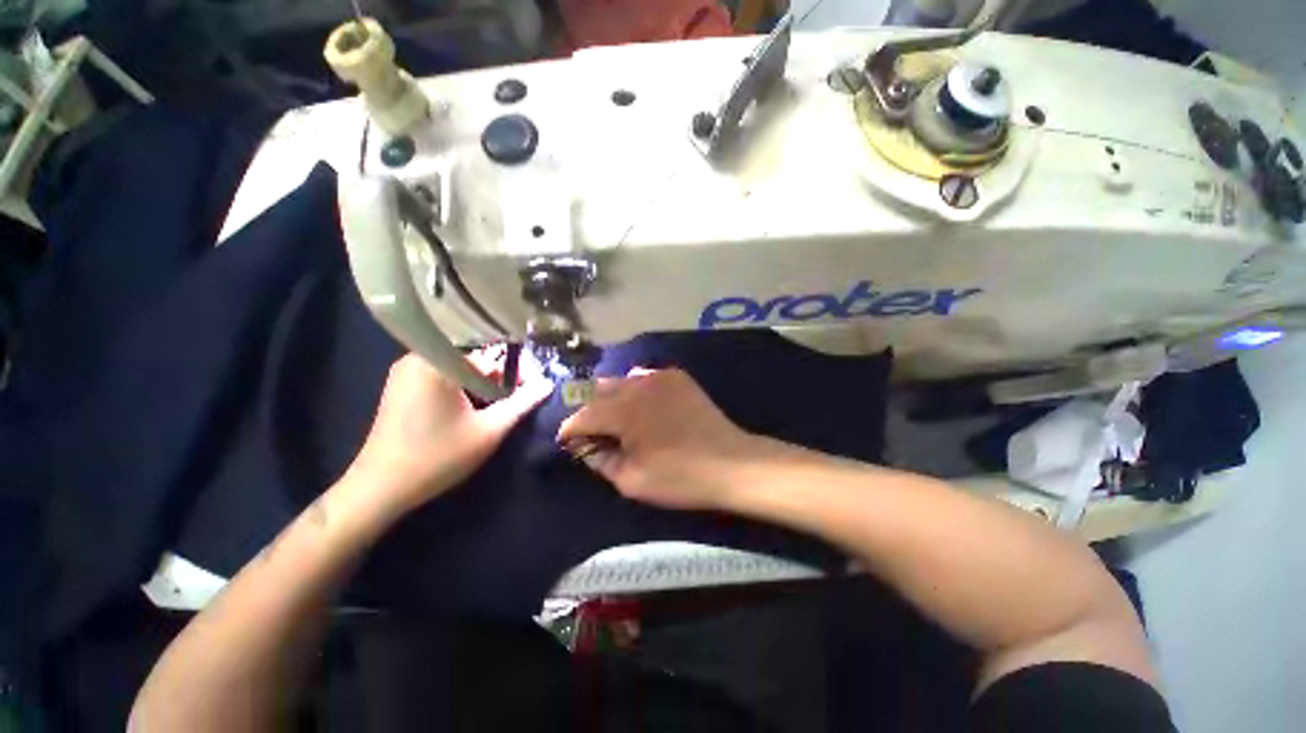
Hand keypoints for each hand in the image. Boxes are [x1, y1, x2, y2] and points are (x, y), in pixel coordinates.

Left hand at [346, 348, 552, 516]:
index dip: (517, 372)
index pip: (492, 355)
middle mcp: (420, 357)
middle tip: (514, 402)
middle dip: (499, 378)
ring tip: (495, 407)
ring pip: (460, 367)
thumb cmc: (438, 457)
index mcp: (439, 361)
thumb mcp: (489, 430)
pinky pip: (443, 375)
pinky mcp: (402, 385)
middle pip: (475, 358)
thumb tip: (548, 383)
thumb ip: (523, 403)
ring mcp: (407, 371)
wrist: (380, 488)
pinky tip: (470, 409)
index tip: (530, 391)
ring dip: (482, 384)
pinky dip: (462, 387)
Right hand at [556, 368, 766, 510]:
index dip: (569, 431)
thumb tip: (586, 446)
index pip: (581, 415)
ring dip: (611, 398)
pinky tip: (643, 405)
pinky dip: (635, 389)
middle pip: (597, 392)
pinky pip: (644, 377)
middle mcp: (636, 384)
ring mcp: (659, 376)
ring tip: (617, 418)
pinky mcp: (677, 376)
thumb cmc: (679, 476)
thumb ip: (601, 460)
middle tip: (592, 433)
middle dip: (588, 411)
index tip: (568, 444)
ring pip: (620, 381)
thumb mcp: (631, 480)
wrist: (730, 462)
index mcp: (622, 410)